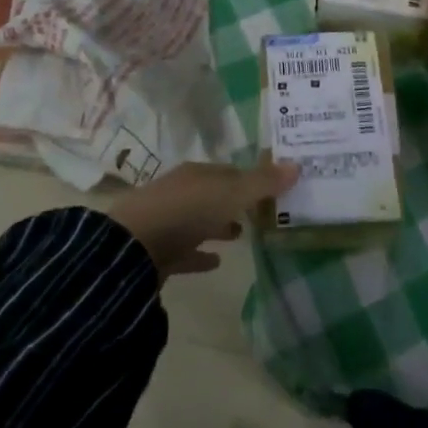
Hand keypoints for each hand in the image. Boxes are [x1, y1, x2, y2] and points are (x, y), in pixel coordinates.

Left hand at [106, 160, 299, 277]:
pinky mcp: (159, 251)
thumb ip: (262, 183)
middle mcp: (182, 192)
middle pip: (214, 194)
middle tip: (262, 212)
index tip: (273, 188)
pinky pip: (186, 250)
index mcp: (197, 173)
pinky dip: (201, 254)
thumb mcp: (231, 194)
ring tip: (242, 235)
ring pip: (200, 220)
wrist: (131, 248)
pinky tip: (217, 262)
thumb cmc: (186, 211)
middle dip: (235, 201)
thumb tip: (297, 165)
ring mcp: (168, 221)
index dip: (252, 178)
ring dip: (219, 225)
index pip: (230, 171)